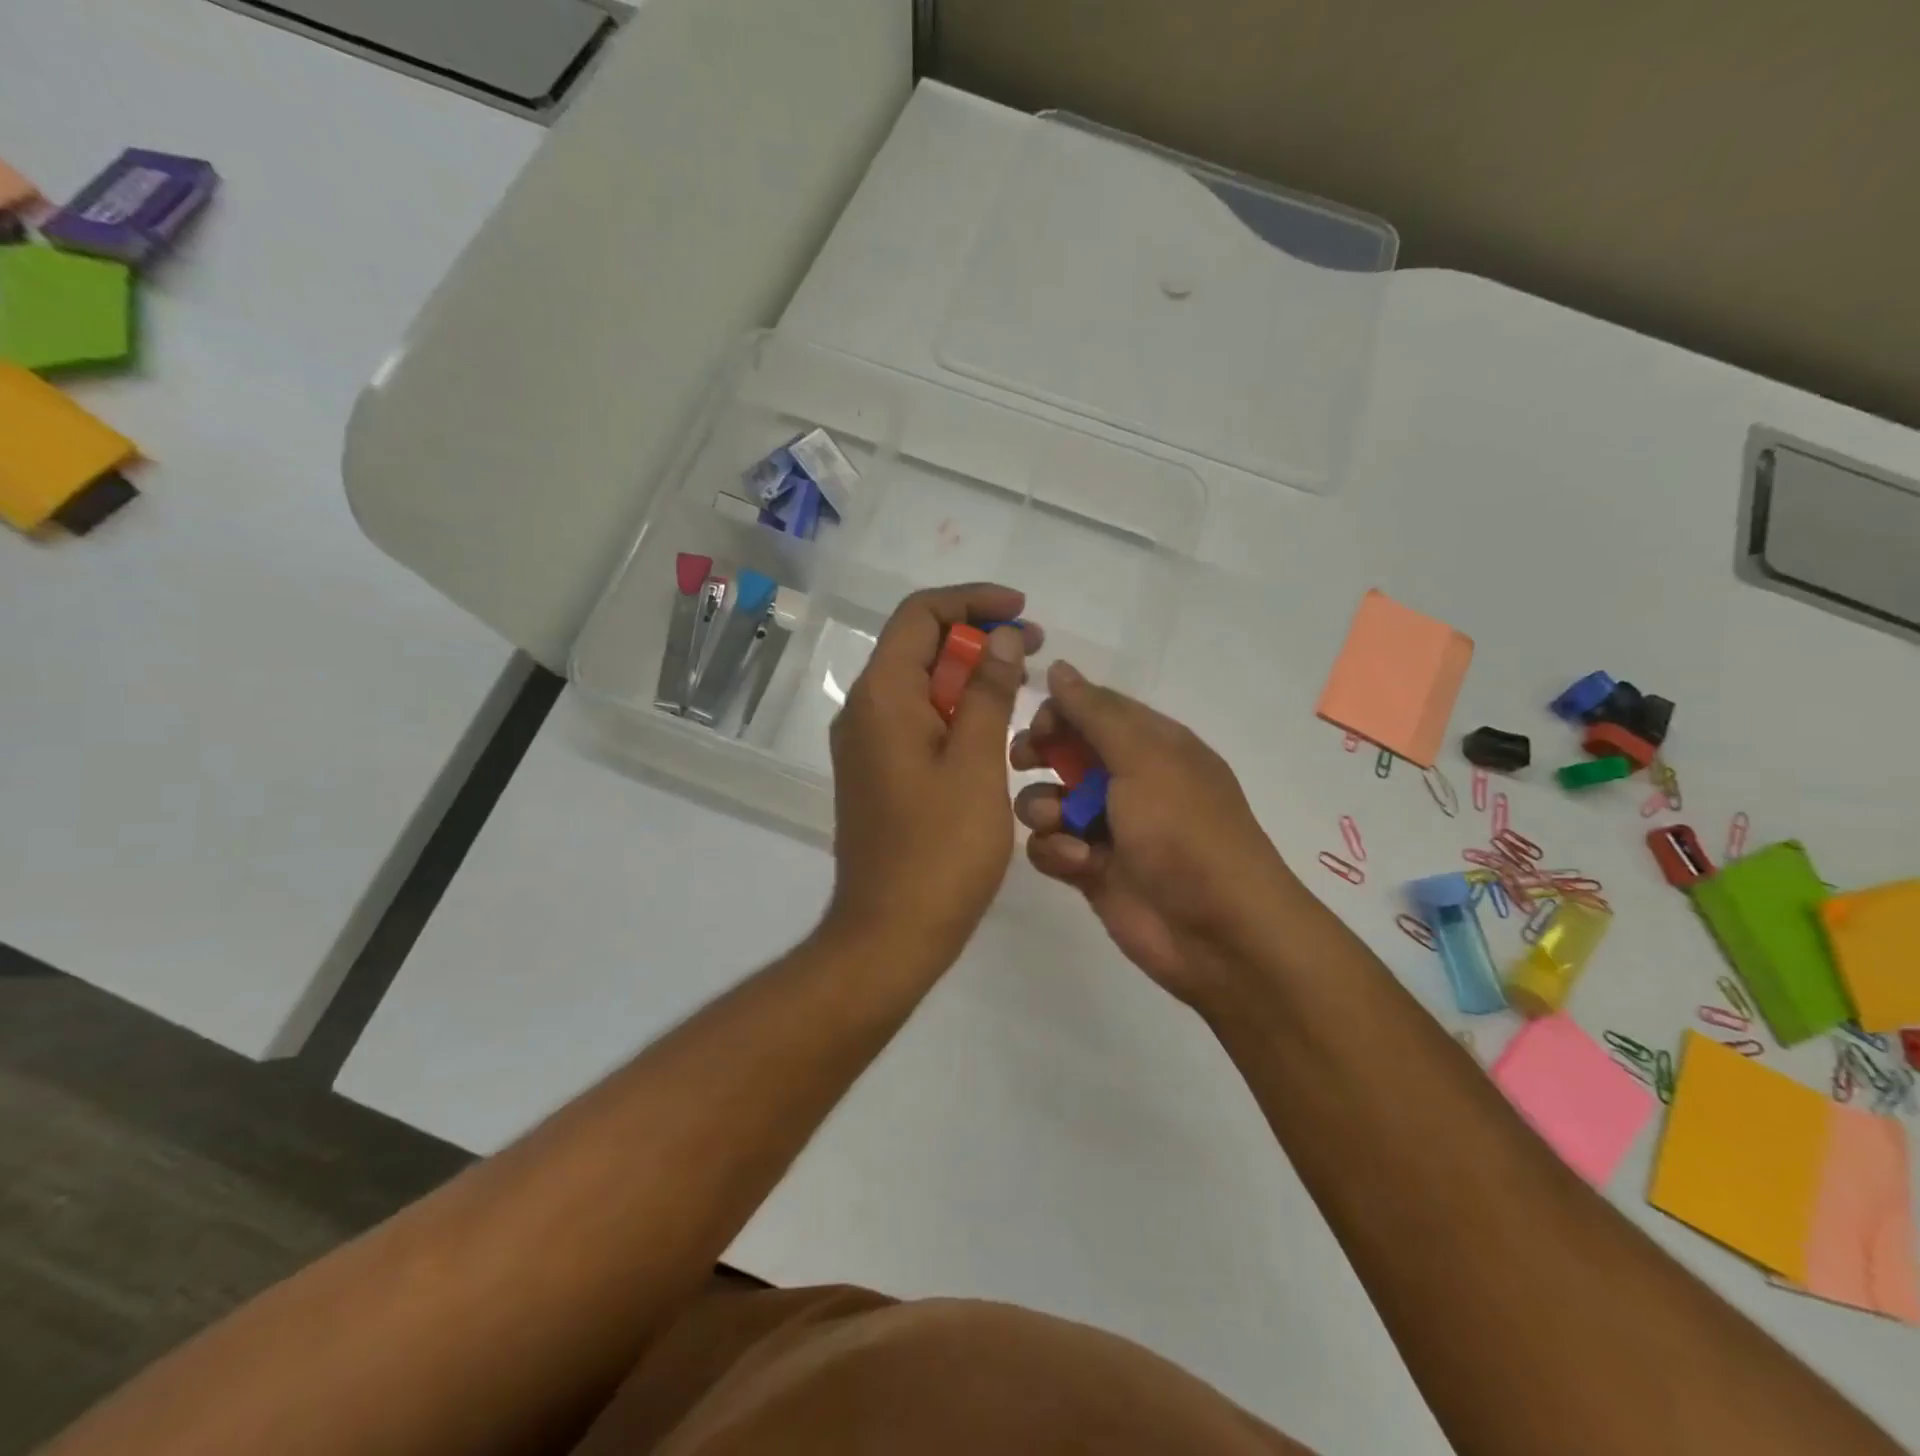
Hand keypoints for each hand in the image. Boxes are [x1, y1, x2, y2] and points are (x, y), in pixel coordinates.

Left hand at [825, 584, 1041, 970]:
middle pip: (917, 646)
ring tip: (1021, 681)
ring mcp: (865, 744)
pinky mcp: (876, 773)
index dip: (972, 600)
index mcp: (882, 696)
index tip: (1021, 611)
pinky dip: (952, 708)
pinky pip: (913, 720)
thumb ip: (988, 693)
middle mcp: (863, 710)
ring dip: (967, 674)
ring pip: (917, 684)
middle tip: (1033, 647)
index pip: (920, 615)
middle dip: (976, 636)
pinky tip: (991, 725)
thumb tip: (1002, 638)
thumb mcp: (976, 764)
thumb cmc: (940, 850)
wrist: (890, 933)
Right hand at [1010, 661, 1311, 1008]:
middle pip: (1065, 752)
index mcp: (1152, 745)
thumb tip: (1059, 668)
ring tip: (1062, 825)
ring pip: (1049, 801)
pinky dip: (1056, 851)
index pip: (1094, 710)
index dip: (1060, 712)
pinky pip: (1050, 847)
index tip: (1037, 726)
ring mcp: (1108, 827)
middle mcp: (1128, 781)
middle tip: (1025, 762)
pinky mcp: (1090, 870)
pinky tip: (1077, 863)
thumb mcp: (1145, 758)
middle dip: (1040, 754)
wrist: (1217, 930)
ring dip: (1044, 808)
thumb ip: (1096, 713)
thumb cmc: (1184, 830)